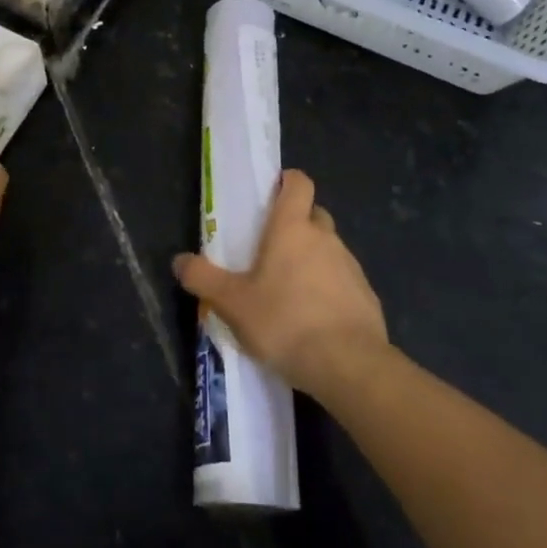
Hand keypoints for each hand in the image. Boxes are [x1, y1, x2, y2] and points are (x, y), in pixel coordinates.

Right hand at [172, 169, 388, 403]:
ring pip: (329, 249)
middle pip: (314, 215)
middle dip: (297, 225)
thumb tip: (179, 260)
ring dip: (313, 260)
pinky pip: (344, 281)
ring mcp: (350, 265)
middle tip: (273, 250)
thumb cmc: (285, 322)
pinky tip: (315, 320)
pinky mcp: (366, 295)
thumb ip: (204, 279)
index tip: (273, 195)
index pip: (299, 183)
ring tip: (290, 293)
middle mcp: (325, 237)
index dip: (288, 182)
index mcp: (292, 228)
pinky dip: (330, 290)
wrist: (349, 365)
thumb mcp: (233, 304)